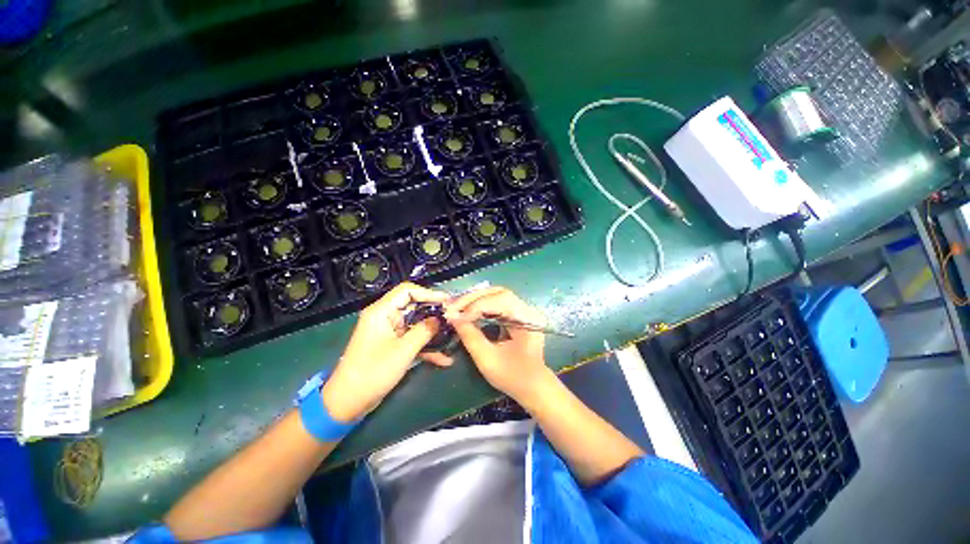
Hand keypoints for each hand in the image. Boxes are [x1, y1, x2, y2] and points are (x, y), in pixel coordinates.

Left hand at [322, 282, 449, 421]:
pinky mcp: (392, 345)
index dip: (429, 293)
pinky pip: (412, 340)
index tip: (447, 301)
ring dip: (432, 332)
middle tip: (453, 318)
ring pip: (416, 324)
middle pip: (414, 306)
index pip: (407, 291)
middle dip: (434, 313)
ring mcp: (389, 332)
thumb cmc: (373, 372)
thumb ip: (424, 331)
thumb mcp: (403, 350)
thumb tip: (441, 318)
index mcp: (382, 312)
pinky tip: (443, 359)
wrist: (348, 402)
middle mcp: (385, 317)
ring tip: (452, 337)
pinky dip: (426, 347)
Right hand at [443, 287, 552, 401]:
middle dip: (474, 299)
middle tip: (453, 307)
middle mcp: (528, 310)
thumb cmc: (512, 376)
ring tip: (458, 308)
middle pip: (499, 293)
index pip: (500, 300)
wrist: (533, 386)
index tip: (455, 315)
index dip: (476, 306)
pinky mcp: (518, 314)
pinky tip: (468, 311)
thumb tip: (452, 317)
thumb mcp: (487, 359)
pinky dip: (481, 304)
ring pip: (497, 294)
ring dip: (476, 300)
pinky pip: (497, 302)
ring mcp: (524, 310)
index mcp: (528, 320)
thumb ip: (470, 336)